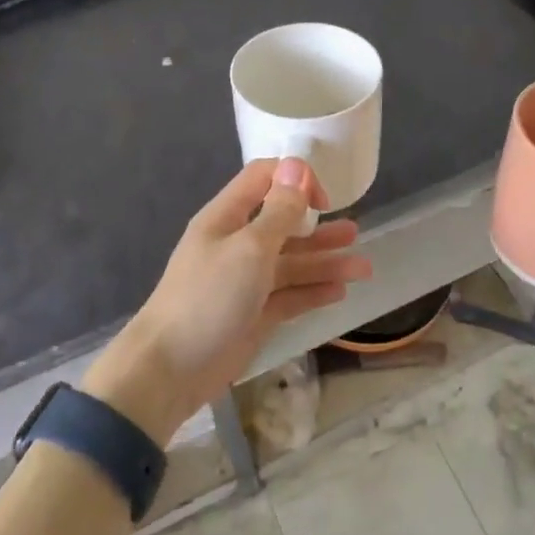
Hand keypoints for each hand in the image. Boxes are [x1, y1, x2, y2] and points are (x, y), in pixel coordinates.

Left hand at [82, 158, 370, 443]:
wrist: (170, 369)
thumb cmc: (209, 297)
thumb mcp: (250, 248)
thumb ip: (279, 211)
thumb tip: (296, 165)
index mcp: (227, 218)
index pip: (264, 180)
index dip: (295, 181)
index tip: (325, 201)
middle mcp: (237, 244)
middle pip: (284, 225)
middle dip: (320, 227)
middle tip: (355, 233)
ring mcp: (245, 281)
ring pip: (292, 263)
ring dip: (326, 262)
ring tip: (364, 267)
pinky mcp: (253, 314)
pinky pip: (289, 296)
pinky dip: (313, 292)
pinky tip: (340, 292)